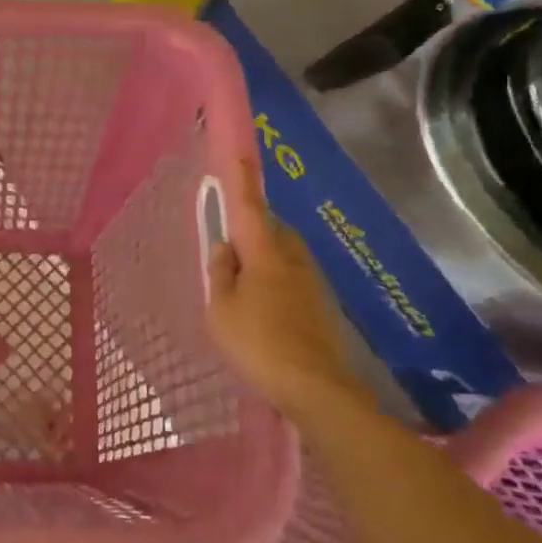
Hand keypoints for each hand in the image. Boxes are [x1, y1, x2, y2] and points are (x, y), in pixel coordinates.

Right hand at [206, 157, 354, 416]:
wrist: (315, 388)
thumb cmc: (258, 344)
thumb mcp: (221, 310)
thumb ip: (220, 273)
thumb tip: (225, 247)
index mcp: (265, 254)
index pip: (250, 208)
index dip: (242, 181)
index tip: (239, 154)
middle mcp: (292, 260)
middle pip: (272, 231)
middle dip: (254, 229)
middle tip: (231, 248)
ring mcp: (311, 283)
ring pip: (284, 256)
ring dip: (265, 258)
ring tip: (243, 286)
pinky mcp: (321, 306)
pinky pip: (292, 279)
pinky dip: (276, 283)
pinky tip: (264, 311)